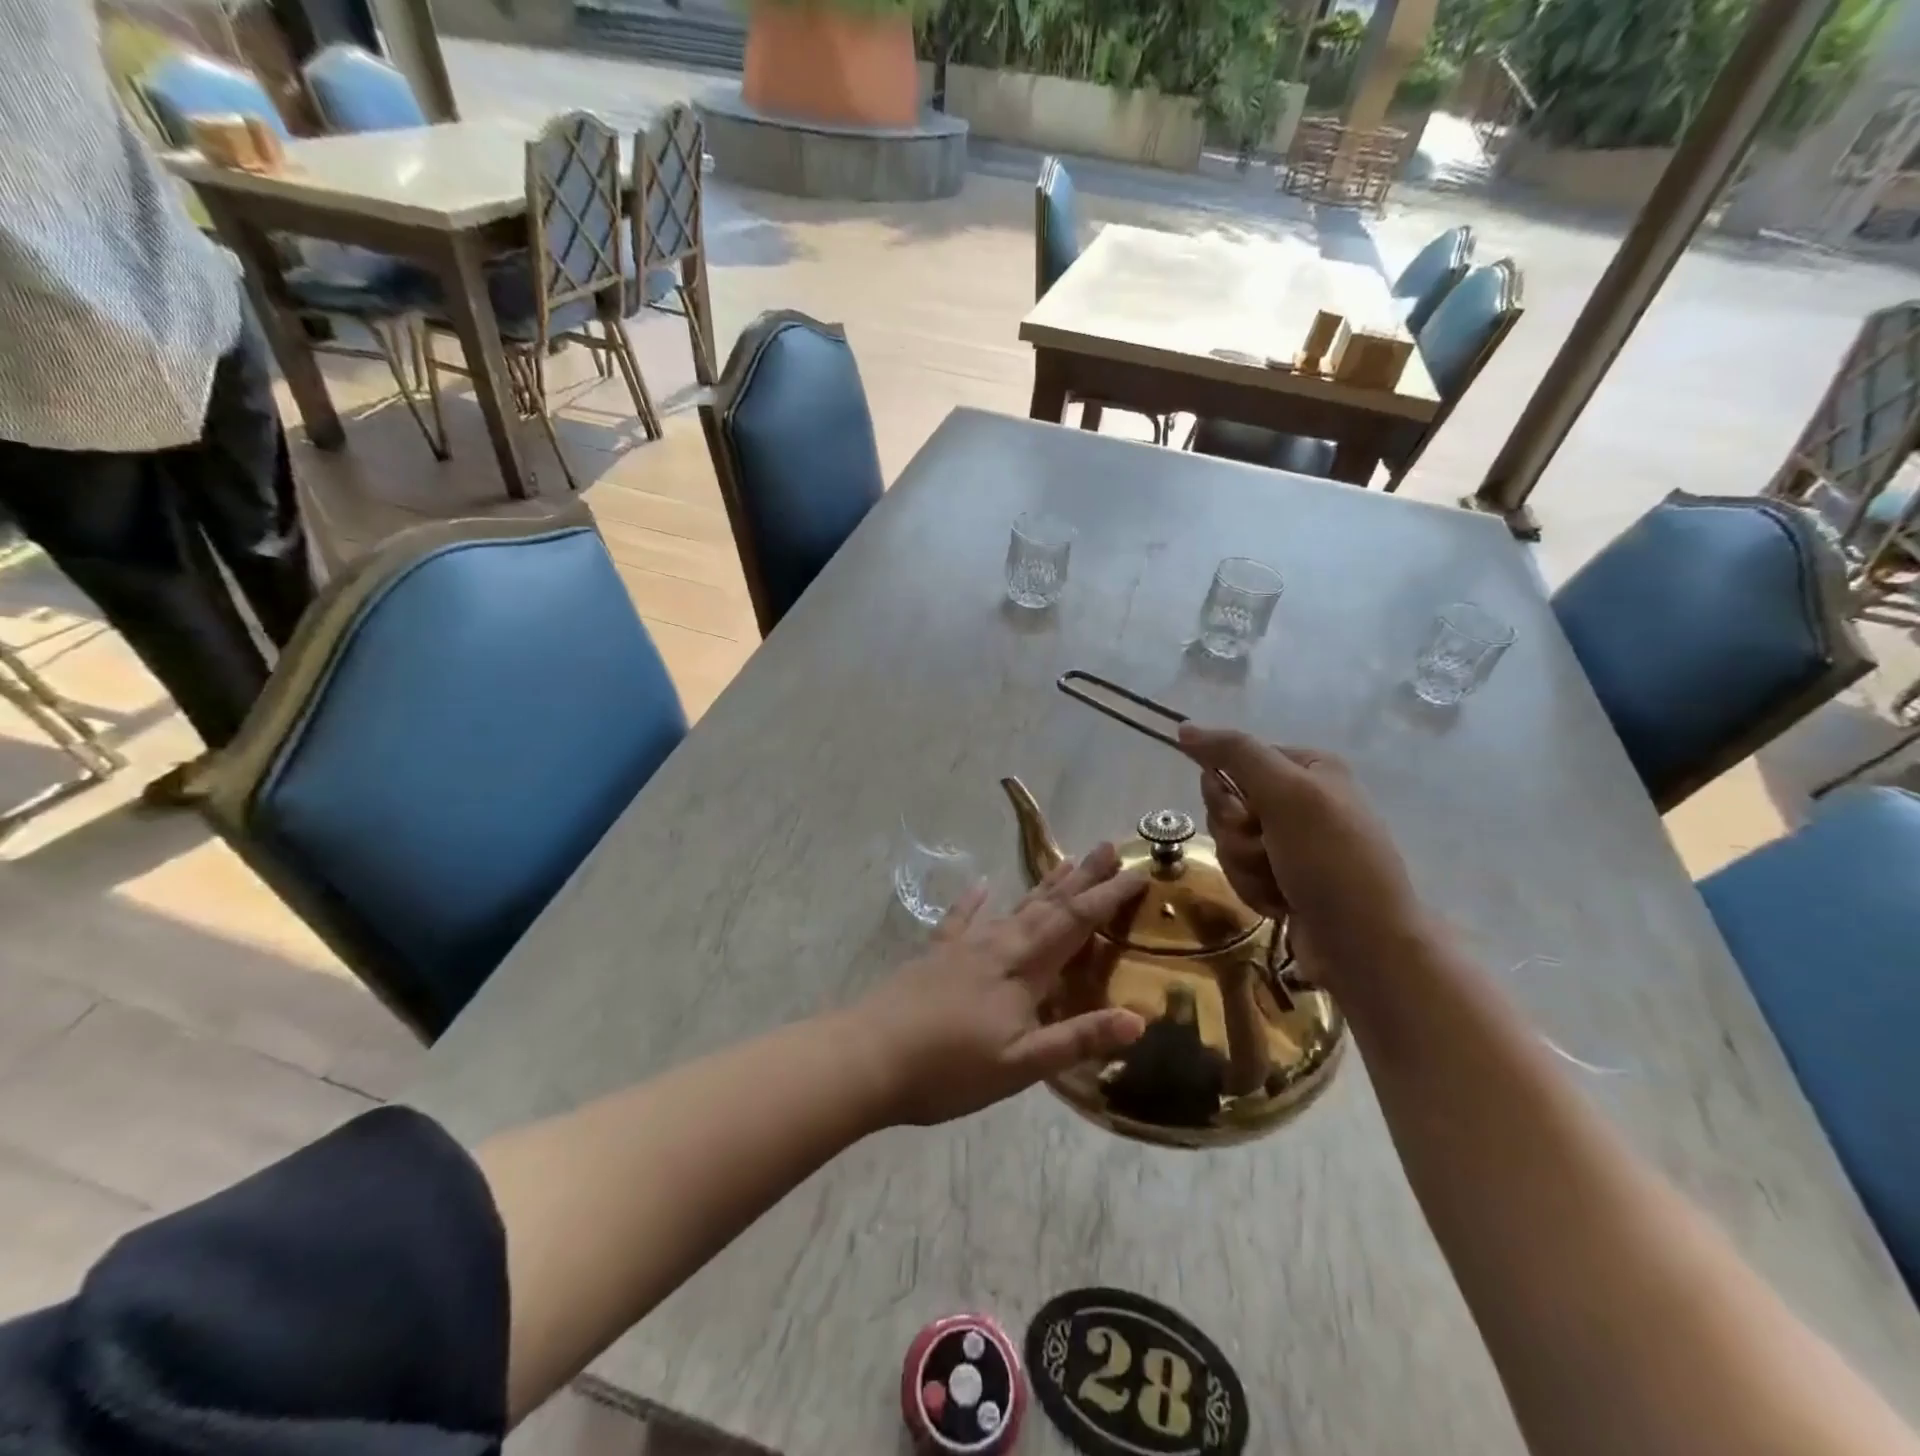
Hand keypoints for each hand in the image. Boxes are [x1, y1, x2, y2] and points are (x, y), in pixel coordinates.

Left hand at [851, 844, 1147, 1126]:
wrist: (868, 1057)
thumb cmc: (949, 1069)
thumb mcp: (1021, 1065)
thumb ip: (1078, 1039)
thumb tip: (1138, 1018)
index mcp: (1022, 970)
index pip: (1075, 924)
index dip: (1107, 898)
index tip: (1137, 872)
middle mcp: (997, 947)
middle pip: (1048, 905)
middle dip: (1082, 877)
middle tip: (1108, 846)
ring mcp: (963, 947)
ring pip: (1013, 908)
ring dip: (1043, 885)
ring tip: (1065, 860)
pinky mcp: (936, 956)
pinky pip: (961, 920)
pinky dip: (974, 902)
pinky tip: (981, 885)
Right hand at [1177, 724, 1423, 990]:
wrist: (1367, 946)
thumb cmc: (1330, 860)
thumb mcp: (1286, 793)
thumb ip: (1234, 754)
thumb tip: (1184, 728)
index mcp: (1308, 768)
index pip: (1233, 762)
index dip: (1227, 792)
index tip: (1246, 816)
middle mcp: (1301, 800)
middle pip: (1227, 804)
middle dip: (1237, 836)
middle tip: (1268, 852)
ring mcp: (1293, 842)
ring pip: (1230, 842)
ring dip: (1245, 866)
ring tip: (1279, 885)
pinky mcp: (1286, 878)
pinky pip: (1242, 872)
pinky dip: (1255, 889)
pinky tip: (1282, 904)